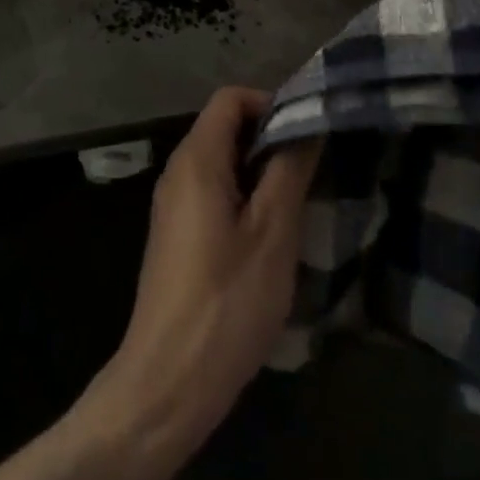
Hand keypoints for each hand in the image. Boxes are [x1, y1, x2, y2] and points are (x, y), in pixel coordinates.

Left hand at [86, 89, 319, 465]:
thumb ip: (289, 170)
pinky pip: (212, 193)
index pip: (230, 98)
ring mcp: (173, 204)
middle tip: (311, 171)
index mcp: (196, 159)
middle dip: (269, 139)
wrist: (168, 381)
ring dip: (259, 172)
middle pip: (224, 127)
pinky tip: (269, 237)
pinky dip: (243, 197)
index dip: (269, 104)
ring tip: (297, 203)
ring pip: (221, 163)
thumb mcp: (272, 233)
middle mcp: (178, 171)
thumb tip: (306, 125)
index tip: (306, 134)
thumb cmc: (226, 301)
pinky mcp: (176, 234)